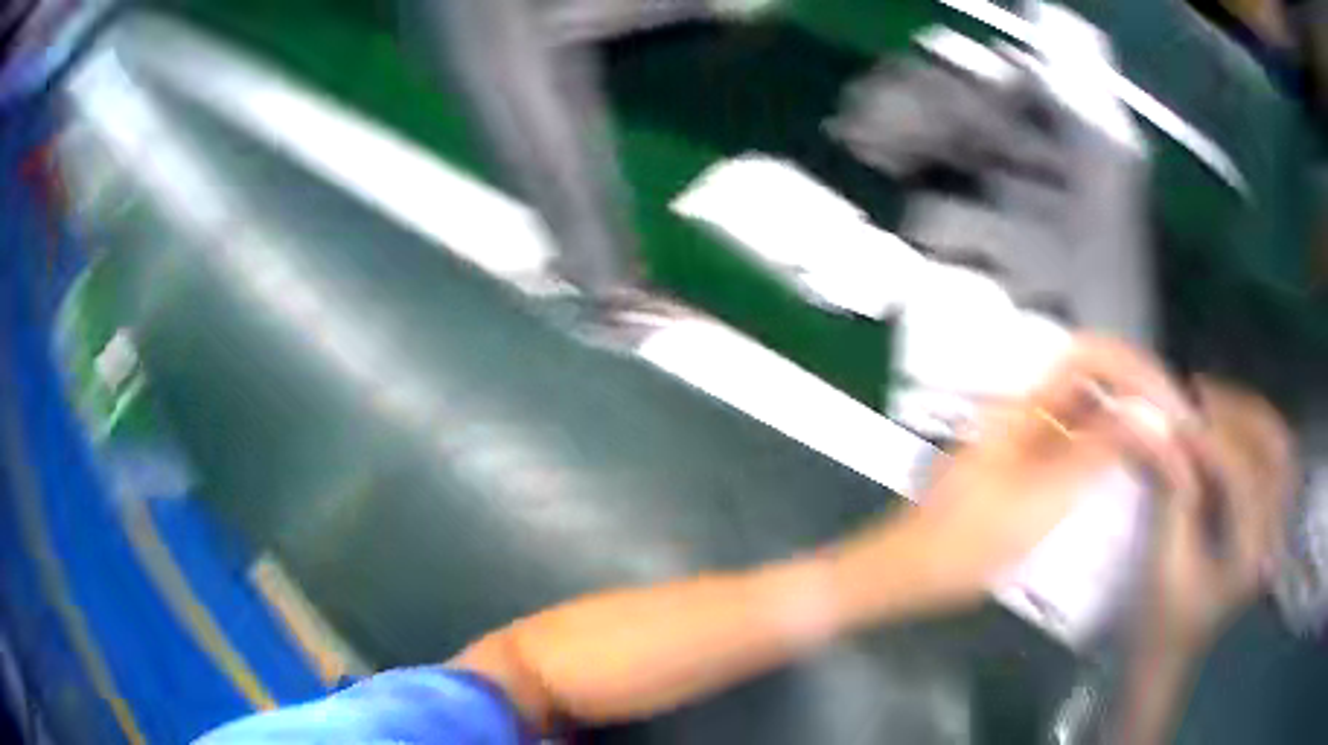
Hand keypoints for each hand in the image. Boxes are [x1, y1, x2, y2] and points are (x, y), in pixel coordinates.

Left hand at [895, 337, 1198, 605]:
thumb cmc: (966, 543)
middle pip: (1097, 380)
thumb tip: (1147, 416)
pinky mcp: (1029, 465)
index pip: (1091, 356)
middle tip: (1178, 428)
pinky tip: (1132, 467)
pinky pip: (1080, 441)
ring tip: (1166, 448)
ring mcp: (1028, 437)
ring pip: (1092, 411)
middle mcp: (1029, 410)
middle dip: (1141, 394)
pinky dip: (1111, 447)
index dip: (1135, 368)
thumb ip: (1095, 454)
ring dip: (1131, 420)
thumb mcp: (1038, 501)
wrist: (907, 572)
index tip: (1170, 402)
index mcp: (1026, 406)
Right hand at [1144, 378, 1295, 653]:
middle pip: (1276, 449)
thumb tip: (1159, 427)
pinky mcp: (1268, 519)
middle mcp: (1274, 535)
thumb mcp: (1162, 564)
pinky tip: (1226, 425)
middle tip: (1201, 394)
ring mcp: (1275, 526)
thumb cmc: (1159, 625)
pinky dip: (1253, 432)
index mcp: (1251, 558)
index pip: (1244, 477)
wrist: (1167, 658)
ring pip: (1279, 447)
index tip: (1177, 417)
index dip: (1213, 441)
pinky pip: (1271, 459)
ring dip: (1250, 416)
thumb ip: (1170, 492)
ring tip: (1212, 402)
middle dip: (1241, 413)